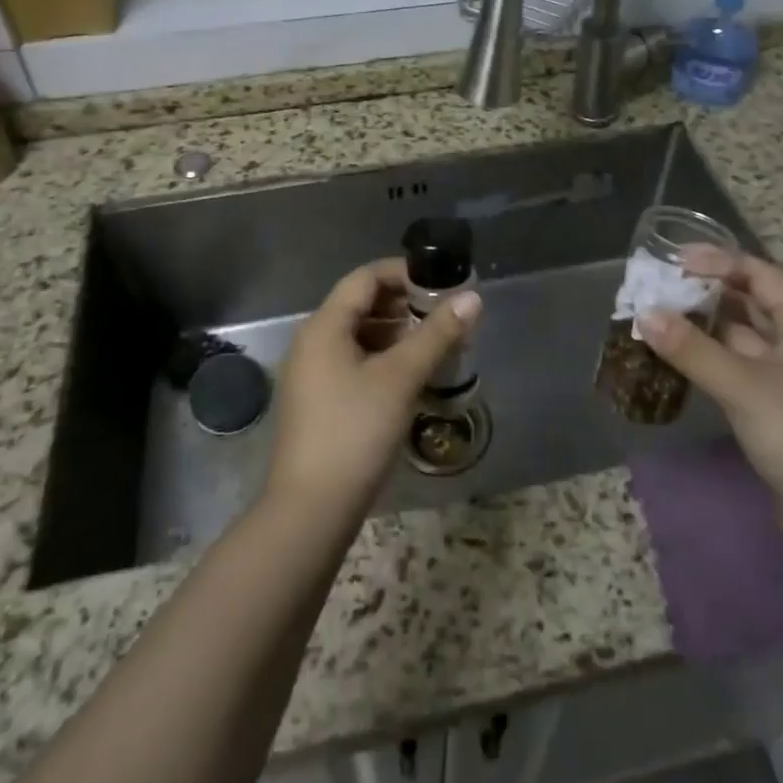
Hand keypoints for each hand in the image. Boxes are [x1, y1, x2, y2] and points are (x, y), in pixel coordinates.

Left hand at [267, 259, 480, 520]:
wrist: (310, 510)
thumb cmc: (355, 431)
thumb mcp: (401, 378)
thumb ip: (437, 334)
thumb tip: (472, 298)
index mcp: (324, 326)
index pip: (365, 277)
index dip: (403, 273)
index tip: (441, 282)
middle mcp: (312, 341)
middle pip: (360, 304)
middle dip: (403, 304)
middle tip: (442, 315)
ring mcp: (311, 373)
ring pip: (358, 335)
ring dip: (395, 333)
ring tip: (433, 345)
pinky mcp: (317, 402)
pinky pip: (352, 362)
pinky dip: (381, 358)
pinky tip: (409, 378)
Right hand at [639, 248, 782, 556]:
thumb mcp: (743, 387)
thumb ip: (692, 349)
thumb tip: (643, 313)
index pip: (761, 275)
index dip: (721, 262)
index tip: (676, 260)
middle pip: (750, 305)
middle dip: (707, 292)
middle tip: (661, 287)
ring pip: (740, 340)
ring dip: (704, 328)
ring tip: (659, 319)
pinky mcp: (775, 413)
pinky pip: (736, 371)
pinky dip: (708, 361)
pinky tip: (678, 362)